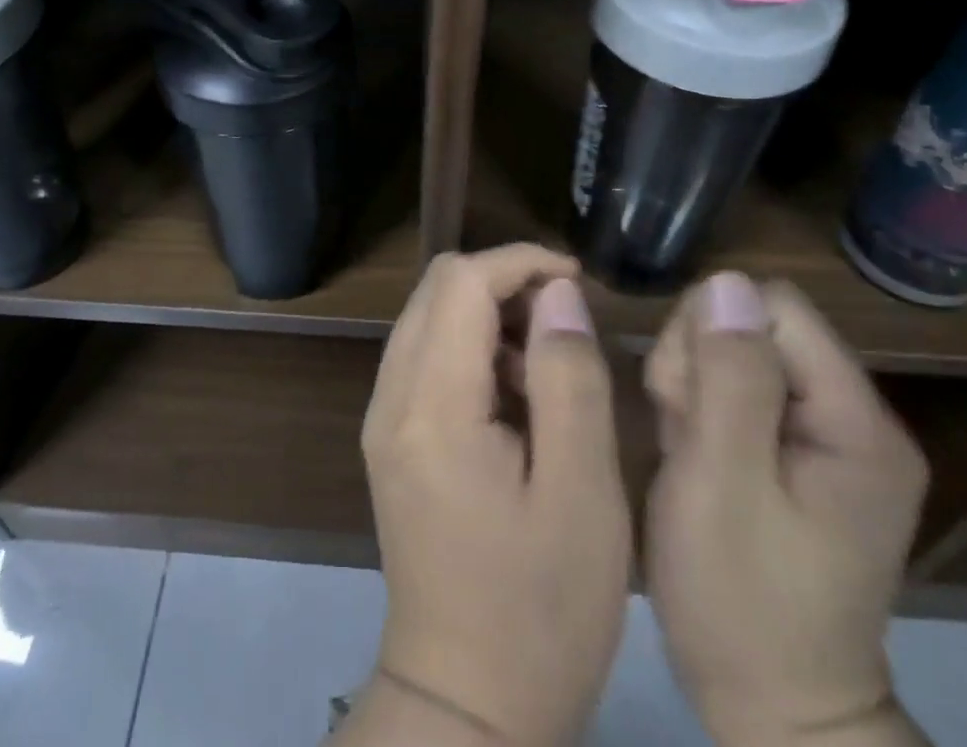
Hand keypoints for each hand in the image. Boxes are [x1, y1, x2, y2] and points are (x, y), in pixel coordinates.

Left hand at [347, 245, 632, 745]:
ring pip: (429, 317)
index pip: (462, 282)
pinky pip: (425, 357)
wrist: (466, 705)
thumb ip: (568, 377)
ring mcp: (383, 417)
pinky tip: (516, 400)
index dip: (521, 263)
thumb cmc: (541, 610)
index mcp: (432, 405)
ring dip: (489, 316)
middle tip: (567, 325)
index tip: (578, 282)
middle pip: (438, 289)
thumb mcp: (583, 495)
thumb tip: (558, 293)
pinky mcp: (391, 438)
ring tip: (548, 367)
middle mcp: (391, 396)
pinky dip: (471, 350)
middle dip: (504, 284)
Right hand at [645, 273, 929, 746]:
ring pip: (730, 350)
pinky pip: (729, 388)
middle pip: (750, 323)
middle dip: (696, 360)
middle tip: (681, 429)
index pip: (772, 307)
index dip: (710, 330)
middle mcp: (850, 418)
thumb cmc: (742, 598)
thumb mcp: (724, 484)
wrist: (773, 709)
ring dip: (689, 385)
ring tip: (683, 449)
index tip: (683, 393)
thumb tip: (726, 283)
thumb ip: (730, 379)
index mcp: (855, 422)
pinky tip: (690, 455)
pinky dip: (696, 409)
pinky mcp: (792, 453)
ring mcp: (821, 437)